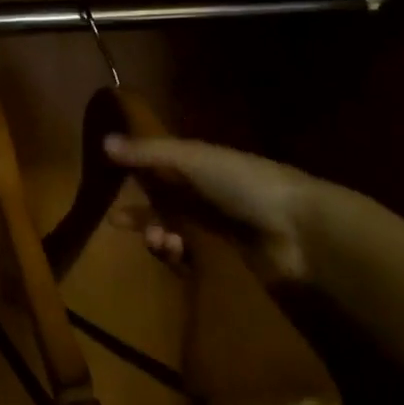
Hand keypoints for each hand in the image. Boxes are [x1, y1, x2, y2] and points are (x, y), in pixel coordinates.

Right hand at [103, 134, 317, 281]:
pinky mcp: (224, 262)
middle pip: (162, 206)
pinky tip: (176, 253)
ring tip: (160, 240)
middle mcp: (206, 198)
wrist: (300, 230)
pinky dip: (177, 257)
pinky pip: (189, 261)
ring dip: (158, 235)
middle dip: (140, 215)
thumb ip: (147, 153)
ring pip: (172, 234)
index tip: (110, 188)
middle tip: (118, 224)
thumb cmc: (244, 183)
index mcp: (201, 168)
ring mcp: (216, 231)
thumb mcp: (192, 158)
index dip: (134, 178)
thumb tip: (103, 141)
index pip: (159, 171)